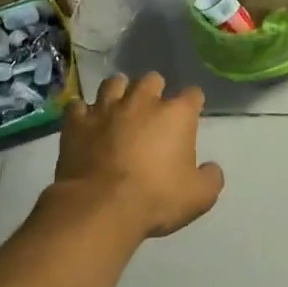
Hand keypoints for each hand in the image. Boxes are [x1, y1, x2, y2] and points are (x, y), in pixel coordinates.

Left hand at [56, 73, 224, 239]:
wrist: (101, 207)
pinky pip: (79, 106)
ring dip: (119, 92)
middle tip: (152, 111)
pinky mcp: (77, 122)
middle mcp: (142, 101)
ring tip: (119, 108)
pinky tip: (86, 124)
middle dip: (154, 91)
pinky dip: (84, 113)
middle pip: (152, 79)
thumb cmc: (156, 199)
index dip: (192, 103)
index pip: (192, 94)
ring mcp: (106, 108)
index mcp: (176, 114)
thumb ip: (211, 178)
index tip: (190, 116)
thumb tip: (211, 168)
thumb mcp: (200, 197)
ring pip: (114, 83)